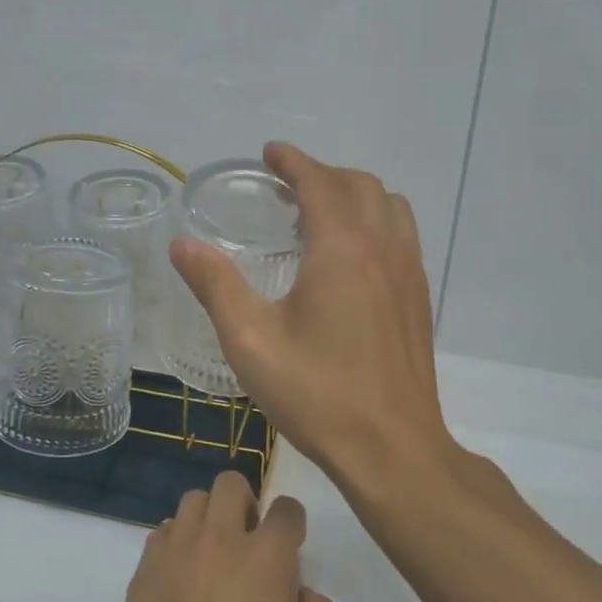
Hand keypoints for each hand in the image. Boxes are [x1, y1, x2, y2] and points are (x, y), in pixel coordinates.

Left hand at [110, 471, 339, 601]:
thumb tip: (298, 589)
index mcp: (266, 557)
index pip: (285, 508)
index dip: (292, 523)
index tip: (291, 544)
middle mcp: (218, 540)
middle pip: (230, 484)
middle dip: (247, 503)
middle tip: (250, 542)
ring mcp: (174, 553)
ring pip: (192, 502)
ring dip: (210, 519)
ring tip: (213, 557)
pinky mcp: (142, 573)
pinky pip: (162, 534)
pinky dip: (177, 543)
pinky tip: (182, 580)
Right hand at [169, 142, 453, 493]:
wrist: (393, 449)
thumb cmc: (318, 394)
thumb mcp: (251, 341)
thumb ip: (215, 286)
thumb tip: (182, 245)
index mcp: (343, 249)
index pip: (320, 182)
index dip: (293, 161)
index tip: (270, 153)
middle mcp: (383, 248)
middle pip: (359, 185)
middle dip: (322, 174)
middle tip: (286, 185)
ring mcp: (409, 273)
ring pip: (389, 207)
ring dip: (354, 194)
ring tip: (320, 212)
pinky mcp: (419, 299)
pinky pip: (402, 235)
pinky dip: (376, 221)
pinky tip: (350, 256)